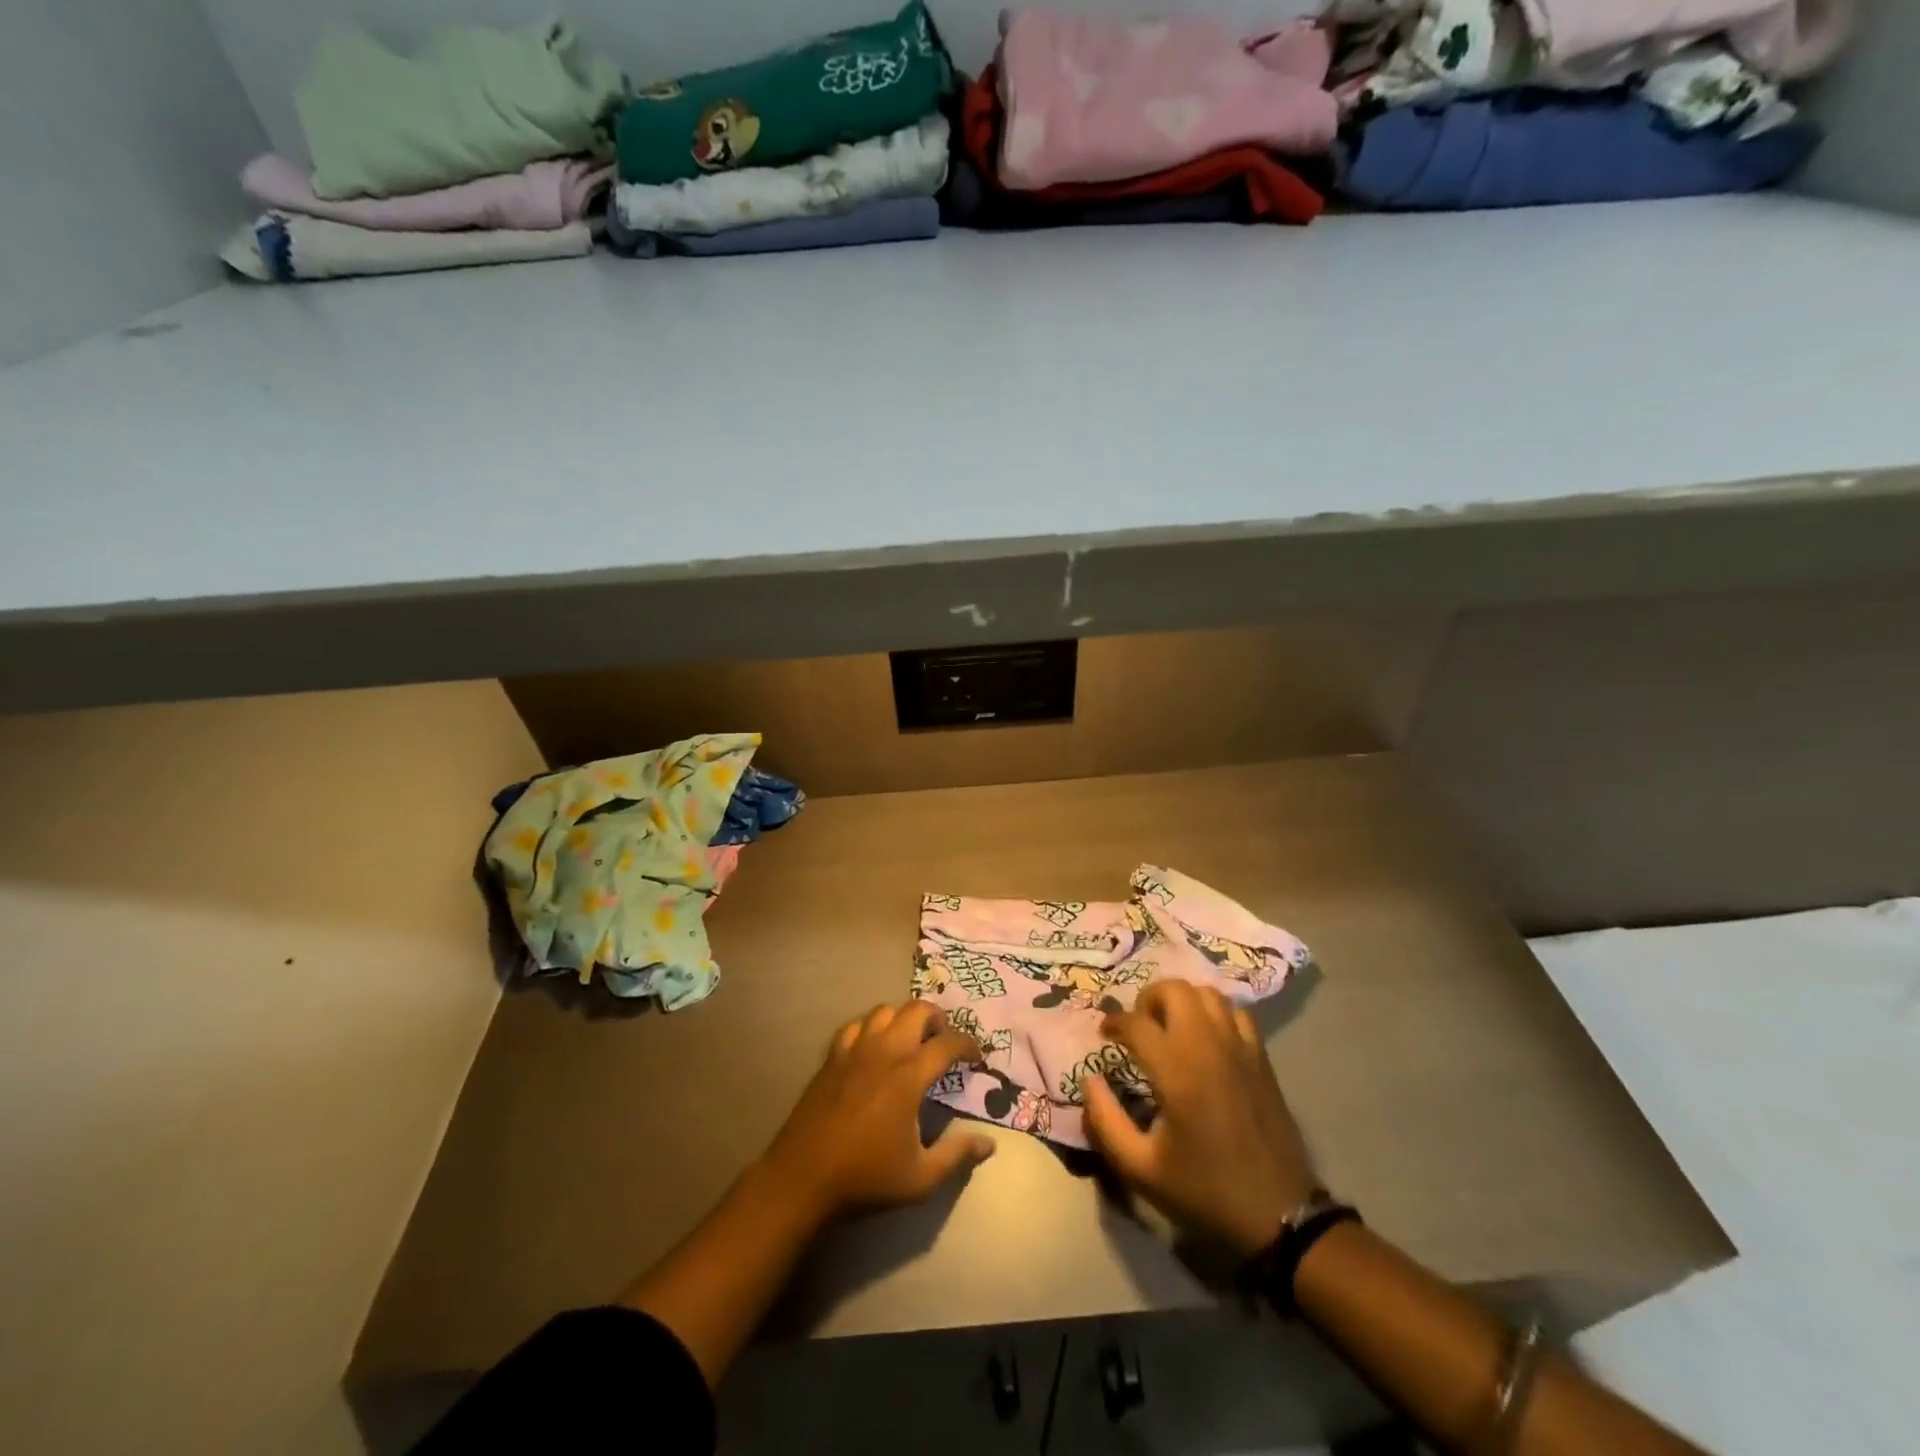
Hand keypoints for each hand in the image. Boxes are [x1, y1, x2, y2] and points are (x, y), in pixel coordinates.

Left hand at [759, 1000, 994, 1221]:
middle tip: (944, 1039)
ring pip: (884, 1010)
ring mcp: (854, 1050)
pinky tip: (873, 1048)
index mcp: (909, 1075)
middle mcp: (884, 1051)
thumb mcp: (920, 1178)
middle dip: (937, 1018)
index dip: (968, 1044)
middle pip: (916, 1010)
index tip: (977, 1057)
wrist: (803, 1179)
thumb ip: (957, 1156)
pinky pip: (855, 1025)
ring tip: (911, 1039)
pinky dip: (870, 1027)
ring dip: (903, 1017)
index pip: (948, 1043)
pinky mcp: (832, 1057)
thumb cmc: (866, 1178)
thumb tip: (989, 1144)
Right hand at [1081, 980, 1317, 1256]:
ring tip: (1171, 1028)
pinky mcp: (1261, 1058)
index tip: (1103, 1034)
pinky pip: (1236, 1012)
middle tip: (1140, 1027)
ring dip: (1182, 1001)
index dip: (1113, 1021)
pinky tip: (1207, 1038)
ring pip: (1207, 993)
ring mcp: (1240, 1048)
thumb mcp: (1141, 1169)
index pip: (1136, 1021)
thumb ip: (1105, 1121)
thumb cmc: (1205, 1191)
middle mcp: (1208, 1047)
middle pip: (1174, 989)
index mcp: (1177, 1071)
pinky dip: (1216, 1013)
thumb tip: (1090, 1081)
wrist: (1279, 1215)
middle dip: (1148, 999)